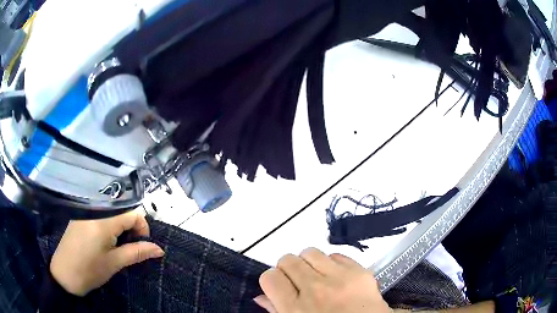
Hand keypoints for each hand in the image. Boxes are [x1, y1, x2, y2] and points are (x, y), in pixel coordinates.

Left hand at [50, 211, 164, 295]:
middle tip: (129, 247)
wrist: (64, 274)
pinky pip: (101, 214)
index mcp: (104, 220)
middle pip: (122, 210)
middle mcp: (95, 209)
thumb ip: (137, 252)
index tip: (142, 244)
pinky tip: (104, 240)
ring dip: (120, 227)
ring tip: (117, 246)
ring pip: (112, 212)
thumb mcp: (115, 263)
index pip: (132, 213)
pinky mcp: (80, 215)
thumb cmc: (90, 270)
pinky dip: (109, 225)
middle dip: (131, 227)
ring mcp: (86, 211)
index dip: (142, 227)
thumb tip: (159, 249)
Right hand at [254, 248, 389, 312]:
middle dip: (289, 269)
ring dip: (309, 263)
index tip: (280, 286)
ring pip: (310, 252)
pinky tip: (337, 277)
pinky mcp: (360, 271)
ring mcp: (340, 278)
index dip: (272, 280)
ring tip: (318, 276)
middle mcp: (315, 290)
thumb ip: (277, 311)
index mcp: (295, 309)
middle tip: (299, 281)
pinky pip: (336, 255)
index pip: (270, 277)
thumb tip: (261, 296)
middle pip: (288, 260)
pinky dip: (332, 264)